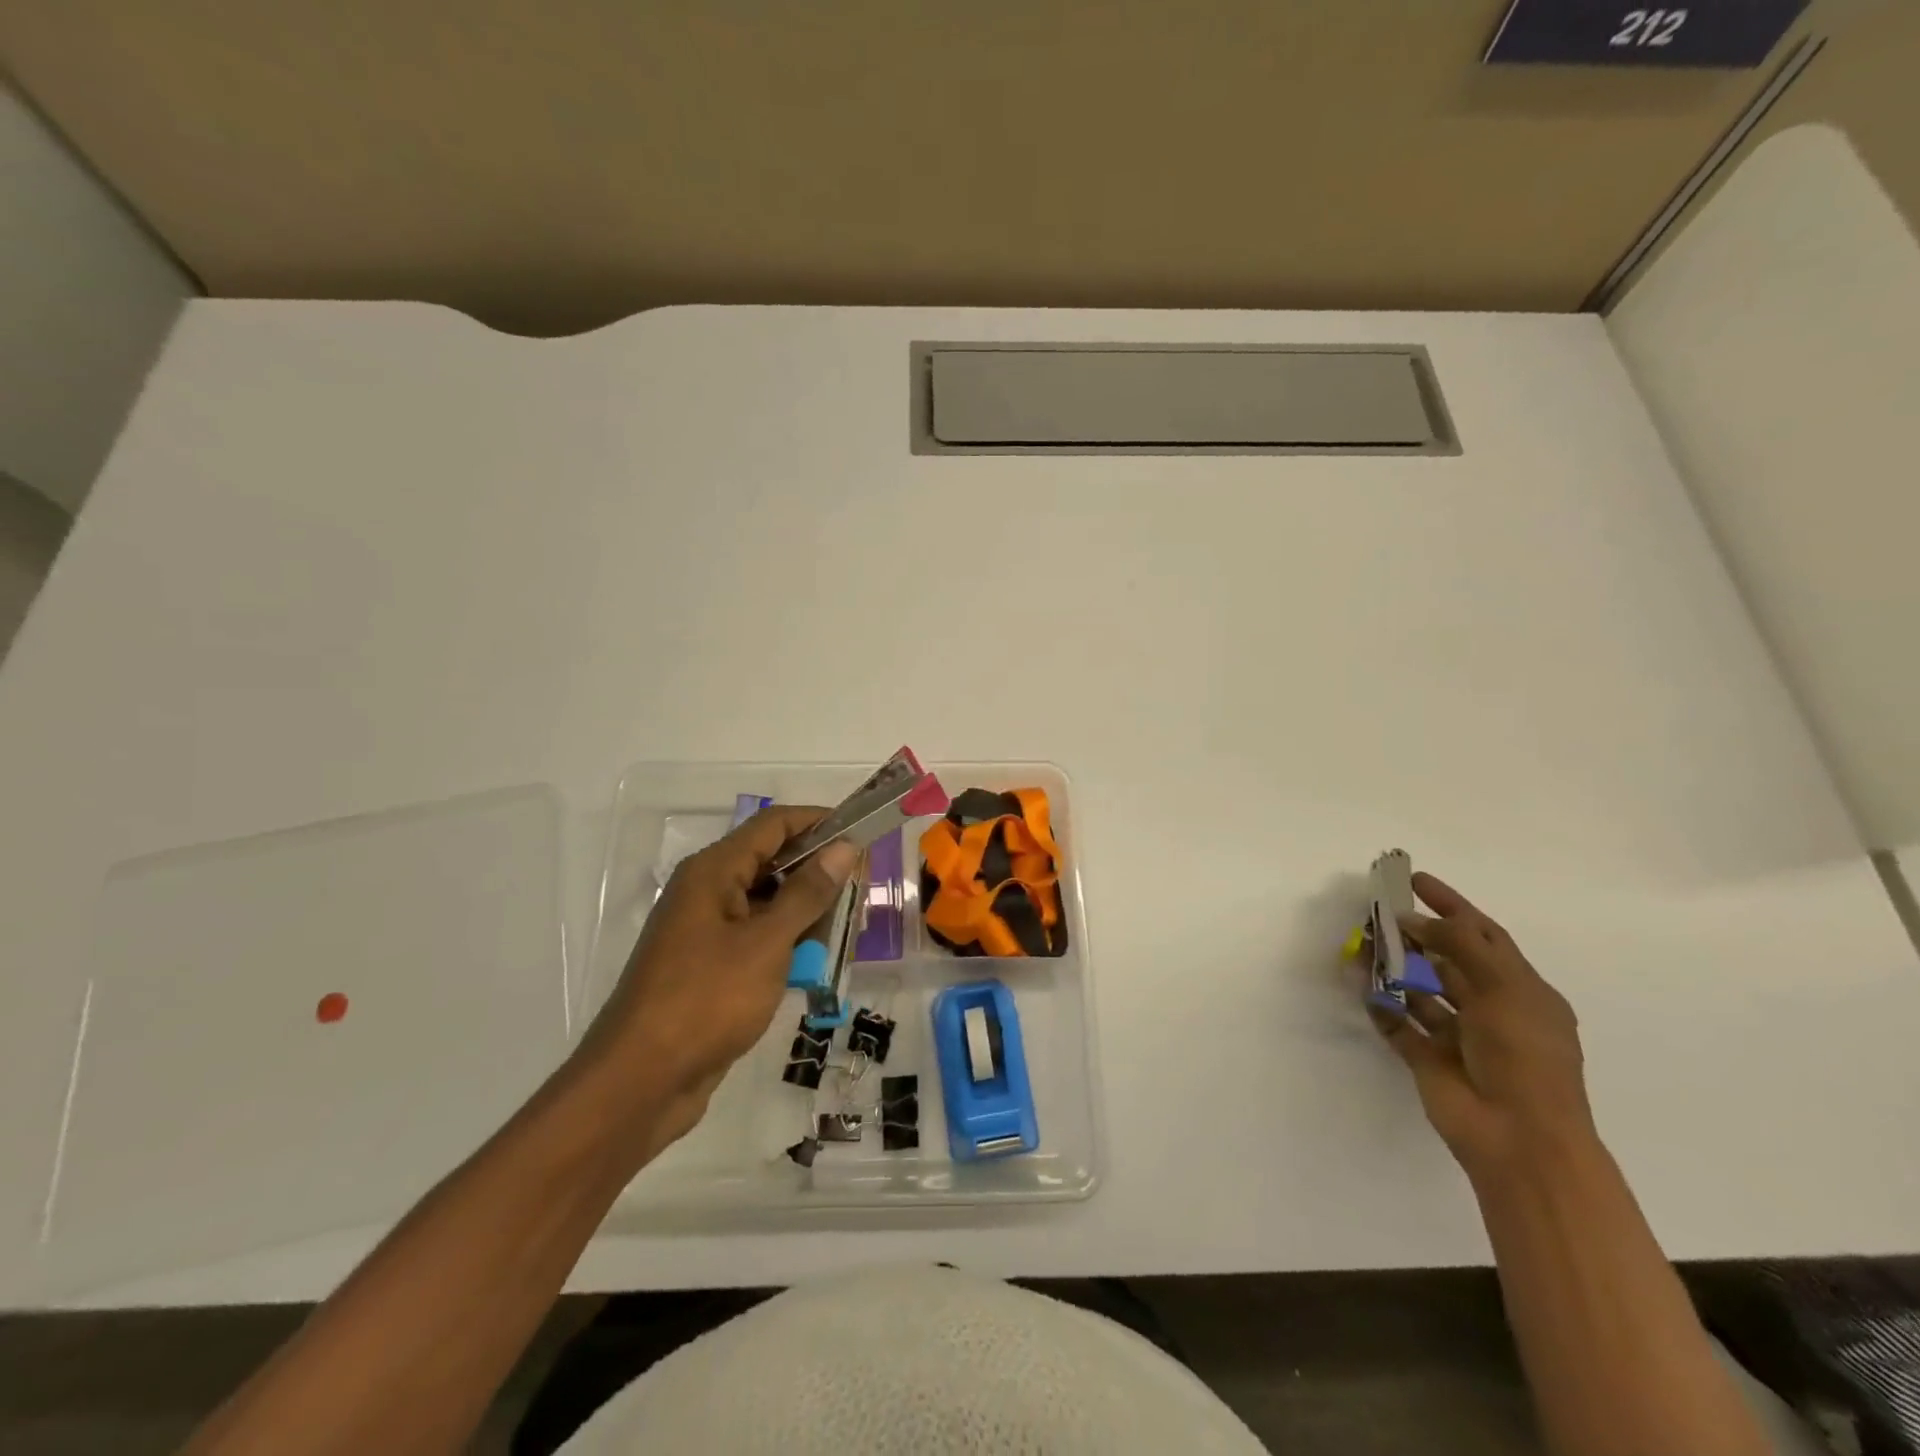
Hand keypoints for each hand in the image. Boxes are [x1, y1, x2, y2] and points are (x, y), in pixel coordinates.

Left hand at [574, 806, 860, 1150]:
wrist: (640, 1083)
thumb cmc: (706, 1001)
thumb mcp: (766, 943)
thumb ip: (807, 893)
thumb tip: (844, 847)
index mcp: (713, 872)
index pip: (773, 824)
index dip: (818, 822)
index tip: (861, 833)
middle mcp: (706, 892)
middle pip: (770, 862)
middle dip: (816, 872)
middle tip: (861, 889)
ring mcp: (705, 931)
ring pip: (765, 904)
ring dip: (804, 912)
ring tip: (845, 930)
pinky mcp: (708, 966)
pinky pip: (755, 938)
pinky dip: (785, 944)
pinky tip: (813, 964)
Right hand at [1370, 872, 1594, 1178]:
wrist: (1519, 1138)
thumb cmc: (1524, 1057)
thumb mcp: (1503, 988)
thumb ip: (1458, 944)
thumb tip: (1412, 918)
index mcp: (1521, 991)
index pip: (1483, 936)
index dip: (1452, 905)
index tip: (1415, 880)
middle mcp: (1490, 1009)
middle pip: (1446, 959)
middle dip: (1414, 934)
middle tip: (1377, 912)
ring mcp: (1458, 1036)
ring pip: (1418, 989)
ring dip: (1393, 966)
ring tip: (1361, 944)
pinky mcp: (1428, 1059)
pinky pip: (1398, 1024)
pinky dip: (1380, 1005)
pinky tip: (1362, 986)